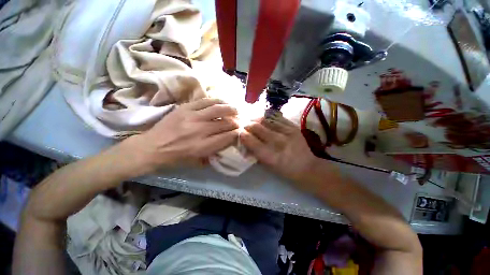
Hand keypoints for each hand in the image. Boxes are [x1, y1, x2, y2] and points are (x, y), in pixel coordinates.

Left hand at [123, 98, 239, 173]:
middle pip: (225, 123)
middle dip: (236, 122)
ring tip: (236, 109)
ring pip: (218, 109)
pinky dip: (217, 101)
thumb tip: (227, 141)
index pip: (227, 137)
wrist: (151, 147)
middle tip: (240, 121)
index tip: (241, 131)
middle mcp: (200, 131)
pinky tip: (223, 102)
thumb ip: (214, 152)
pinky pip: (205, 101)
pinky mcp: (185, 108)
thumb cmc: (175, 158)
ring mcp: (192, 117)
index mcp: (203, 147)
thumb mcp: (197, 162)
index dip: (237, 133)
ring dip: (230, 109)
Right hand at [240, 113, 320, 181]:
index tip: (240, 133)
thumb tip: (245, 141)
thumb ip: (255, 153)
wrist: (307, 167)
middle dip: (248, 125)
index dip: (243, 135)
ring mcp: (287, 133)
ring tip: (253, 120)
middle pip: (257, 127)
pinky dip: (268, 116)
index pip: (251, 141)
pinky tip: (265, 118)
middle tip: (245, 125)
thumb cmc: (285, 170)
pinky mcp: (293, 127)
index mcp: (270, 156)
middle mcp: (278, 143)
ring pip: (266, 120)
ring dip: (256, 119)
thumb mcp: (268, 166)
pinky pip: (277, 117)